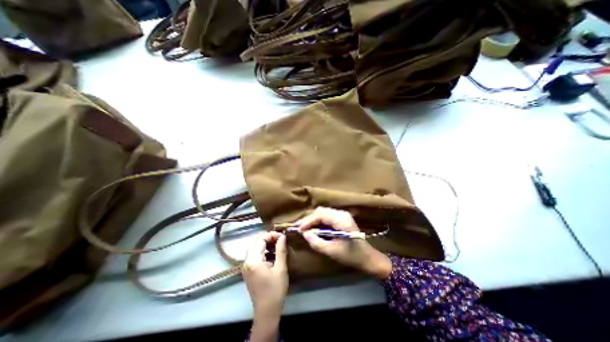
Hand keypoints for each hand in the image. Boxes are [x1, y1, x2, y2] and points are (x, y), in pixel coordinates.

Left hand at [243, 230, 287, 315]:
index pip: (260, 240)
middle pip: (254, 241)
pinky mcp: (247, 270)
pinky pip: (252, 254)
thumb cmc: (275, 290)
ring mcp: (245, 266)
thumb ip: (281, 250)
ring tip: (275, 243)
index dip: (271, 235)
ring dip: (263, 242)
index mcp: (254, 261)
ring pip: (252, 247)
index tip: (282, 236)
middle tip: (278, 238)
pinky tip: (270, 252)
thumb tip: (283, 236)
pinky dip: (260, 249)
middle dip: (266, 237)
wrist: (266, 311)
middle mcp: (246, 262)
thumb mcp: (280, 269)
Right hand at [299, 207, 392, 278]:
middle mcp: (341, 213)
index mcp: (340, 219)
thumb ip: (317, 242)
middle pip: (321, 211)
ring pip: (323, 212)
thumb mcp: (332, 251)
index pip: (320, 215)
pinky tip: (313, 227)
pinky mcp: (342, 218)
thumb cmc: (351, 255)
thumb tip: (305, 234)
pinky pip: (327, 216)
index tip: (298, 229)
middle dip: (309, 219)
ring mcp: (342, 215)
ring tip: (304, 227)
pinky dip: (319, 220)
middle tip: (299, 227)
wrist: (368, 257)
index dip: (308, 221)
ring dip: (313, 219)